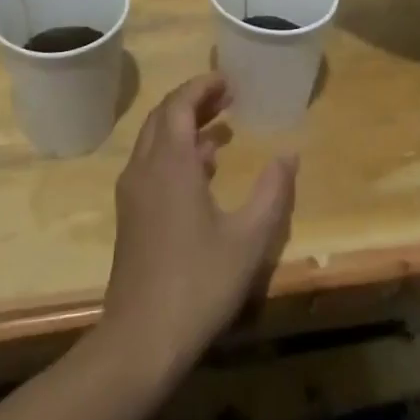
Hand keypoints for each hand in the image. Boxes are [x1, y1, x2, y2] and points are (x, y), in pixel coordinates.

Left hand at [98, 75, 297, 381]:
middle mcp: (145, 167)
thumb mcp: (248, 238)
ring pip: (155, 141)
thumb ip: (272, 192)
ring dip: (184, 127)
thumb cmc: (198, 282)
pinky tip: (202, 173)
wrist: (141, 340)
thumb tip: (289, 155)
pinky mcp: (130, 216)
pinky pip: (151, 164)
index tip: (228, 80)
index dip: (202, 86)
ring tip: (220, 131)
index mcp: (170, 162)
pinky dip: (175, 153)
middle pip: (164, 116)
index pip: (180, 103)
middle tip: (227, 98)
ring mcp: (133, 192)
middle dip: (194, 101)